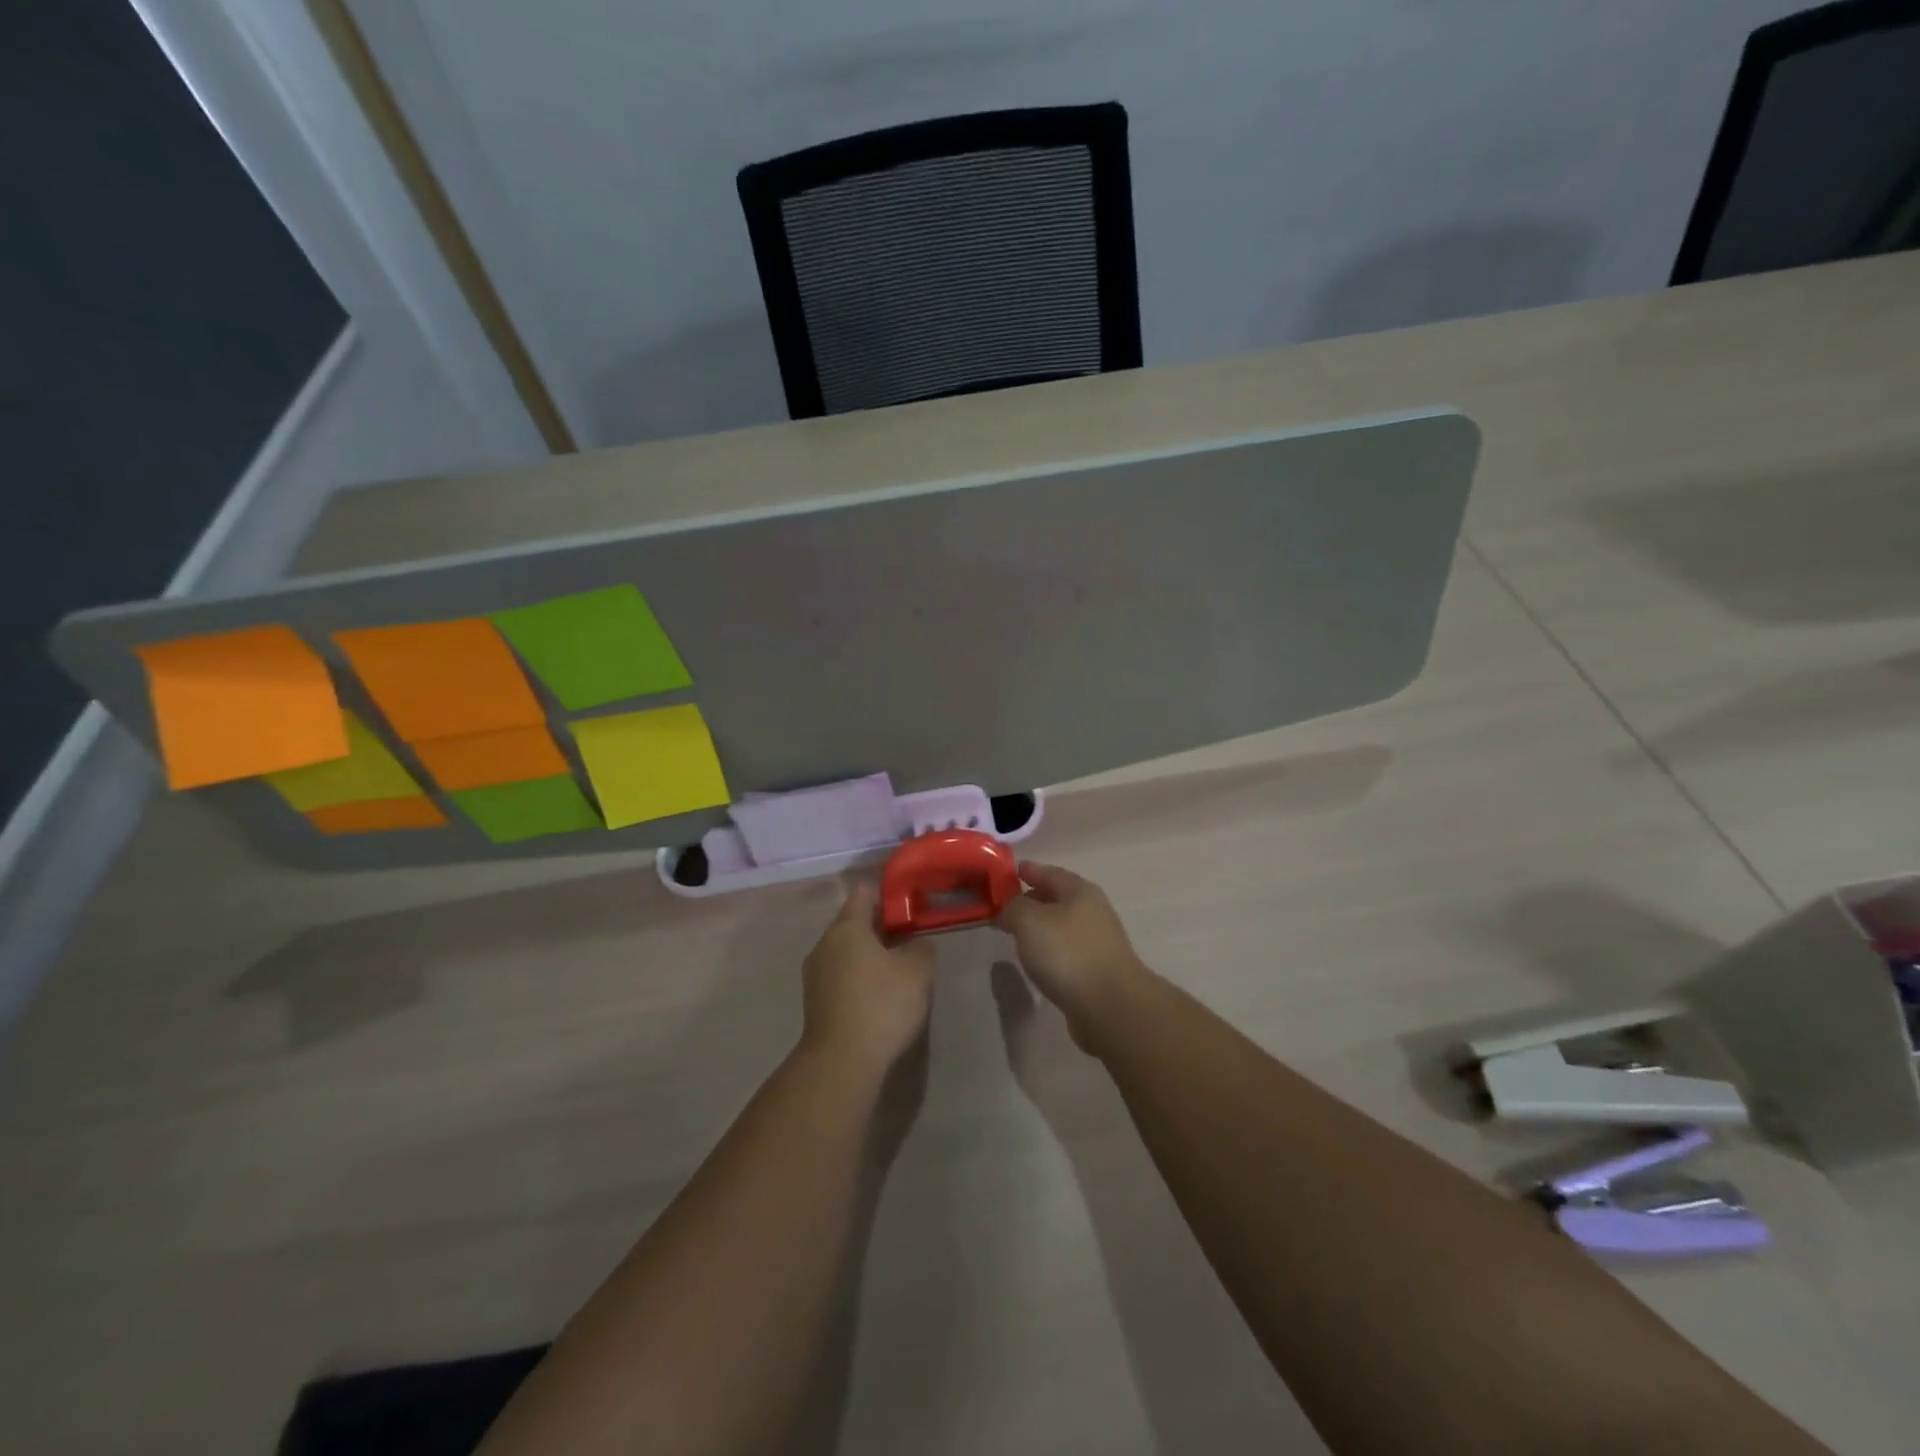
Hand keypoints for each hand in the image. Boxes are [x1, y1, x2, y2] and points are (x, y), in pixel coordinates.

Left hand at [801, 882, 934, 1075]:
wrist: (841, 1062)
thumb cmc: (881, 1004)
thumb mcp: (917, 972)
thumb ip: (921, 948)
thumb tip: (917, 943)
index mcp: (847, 927)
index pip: (863, 893)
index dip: (886, 893)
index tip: (908, 902)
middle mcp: (824, 943)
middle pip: (853, 923)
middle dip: (880, 926)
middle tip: (909, 936)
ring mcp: (815, 974)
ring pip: (845, 951)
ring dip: (869, 954)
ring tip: (897, 967)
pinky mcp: (815, 1001)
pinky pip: (840, 976)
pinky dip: (858, 977)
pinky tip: (878, 994)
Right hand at [997, 863, 1152, 1051]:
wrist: (1110, 1006)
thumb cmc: (1068, 953)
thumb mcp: (1029, 921)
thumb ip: (1014, 907)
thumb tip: (1010, 908)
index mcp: (1079, 891)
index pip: (1049, 872)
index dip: (1028, 871)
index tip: (1007, 874)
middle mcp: (1092, 912)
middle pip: (1057, 898)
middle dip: (1032, 900)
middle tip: (1005, 907)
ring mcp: (1097, 942)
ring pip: (1061, 926)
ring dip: (1040, 928)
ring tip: (1016, 935)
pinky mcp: (1096, 970)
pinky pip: (1066, 951)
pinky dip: (1049, 951)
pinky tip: (1036, 961)